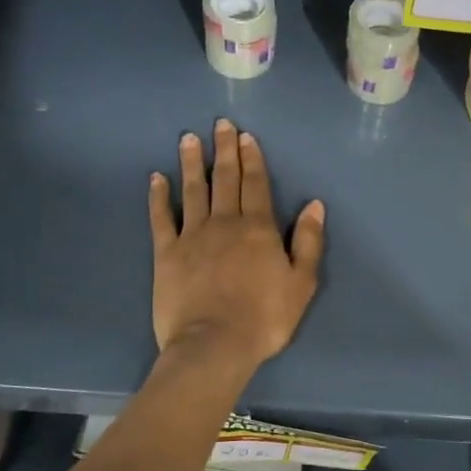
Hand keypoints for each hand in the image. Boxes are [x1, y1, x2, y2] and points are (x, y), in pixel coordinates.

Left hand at [149, 119, 324, 368]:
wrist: (214, 345)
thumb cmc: (265, 318)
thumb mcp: (301, 283)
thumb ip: (308, 241)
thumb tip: (314, 204)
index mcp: (259, 229)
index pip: (256, 185)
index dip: (252, 159)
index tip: (246, 136)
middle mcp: (225, 223)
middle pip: (225, 179)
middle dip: (224, 150)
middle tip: (220, 124)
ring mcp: (192, 236)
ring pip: (193, 190)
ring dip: (192, 163)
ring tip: (188, 138)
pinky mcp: (166, 253)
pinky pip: (161, 218)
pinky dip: (158, 196)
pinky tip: (156, 178)